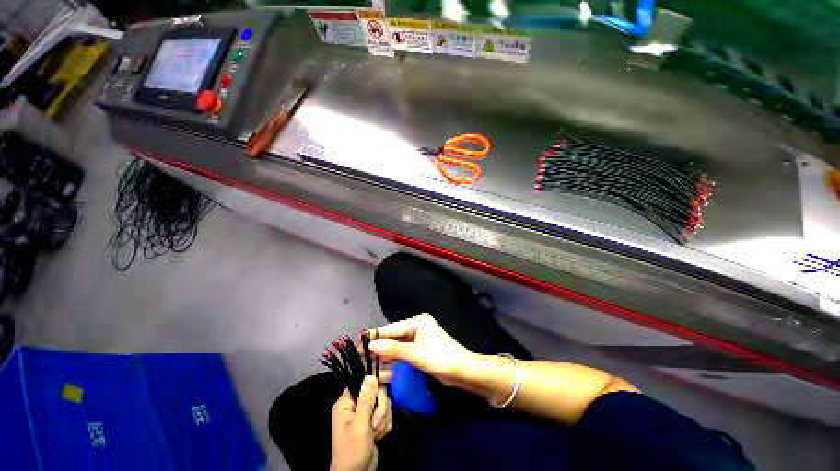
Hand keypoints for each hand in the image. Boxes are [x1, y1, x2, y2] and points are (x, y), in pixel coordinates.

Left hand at [330, 376, 390, 470]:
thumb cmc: (352, 452)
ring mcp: (365, 414)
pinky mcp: (373, 421)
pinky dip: (385, 425)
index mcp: (347, 402)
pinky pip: (386, 414)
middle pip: (377, 391)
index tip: (390, 376)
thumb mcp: (359, 425)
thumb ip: (366, 400)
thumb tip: (370, 376)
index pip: (363, 381)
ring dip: (382, 419)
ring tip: (374, 433)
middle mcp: (356, 405)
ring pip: (383, 403)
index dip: (376, 378)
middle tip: (375, 422)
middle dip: (380, 408)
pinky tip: (378, 436)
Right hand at [369, 313, 473, 386]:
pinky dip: (395, 363)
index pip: (392, 328)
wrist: (464, 372)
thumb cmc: (441, 358)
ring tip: (368, 368)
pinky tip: (383, 373)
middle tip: (361, 359)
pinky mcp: (421, 352)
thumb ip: (393, 349)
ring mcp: (419, 340)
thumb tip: (371, 345)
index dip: (375, 336)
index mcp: (417, 322)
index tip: (358, 344)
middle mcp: (417, 328)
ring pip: (398, 348)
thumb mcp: (416, 354)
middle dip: (379, 349)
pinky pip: (404, 356)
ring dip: (386, 358)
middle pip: (394, 338)